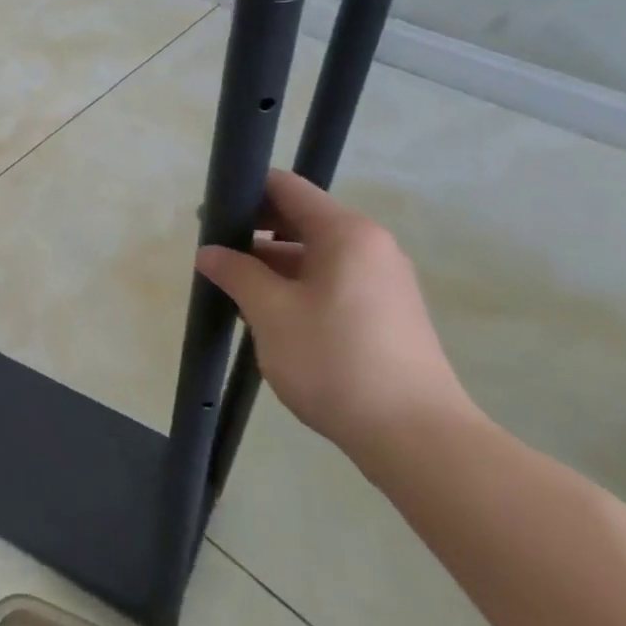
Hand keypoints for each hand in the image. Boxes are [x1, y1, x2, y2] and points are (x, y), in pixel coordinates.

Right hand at [196, 170, 477, 462]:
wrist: (417, 438)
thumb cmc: (336, 361)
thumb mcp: (271, 313)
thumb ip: (236, 273)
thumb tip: (209, 253)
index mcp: (345, 232)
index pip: (286, 187)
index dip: (243, 193)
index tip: (208, 217)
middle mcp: (370, 245)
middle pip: (300, 218)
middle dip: (254, 232)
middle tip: (214, 255)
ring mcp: (383, 280)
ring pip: (314, 254)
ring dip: (273, 265)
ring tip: (234, 290)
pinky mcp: (386, 312)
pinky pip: (332, 281)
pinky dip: (297, 286)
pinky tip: (270, 315)